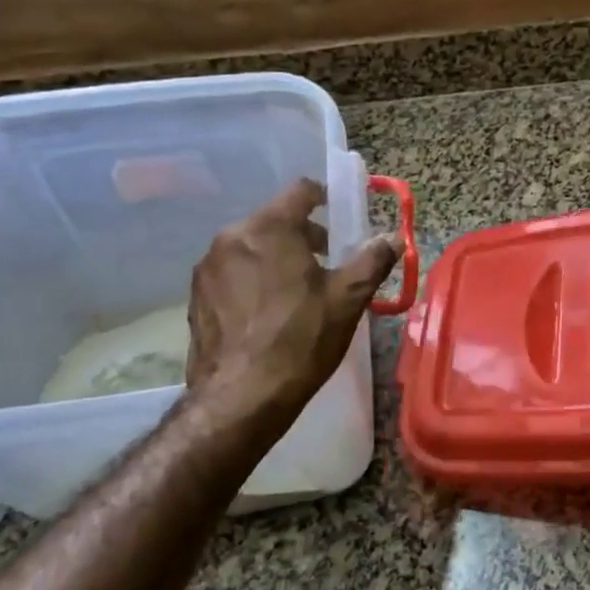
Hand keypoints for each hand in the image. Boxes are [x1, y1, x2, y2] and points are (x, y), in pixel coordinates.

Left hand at [186, 179, 399, 420]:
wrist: (241, 398)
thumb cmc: (301, 340)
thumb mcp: (348, 299)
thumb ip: (372, 261)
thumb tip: (394, 238)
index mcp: (269, 228)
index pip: (300, 191)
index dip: (324, 198)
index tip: (339, 216)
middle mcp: (231, 238)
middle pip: (273, 220)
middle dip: (302, 234)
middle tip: (326, 263)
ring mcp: (207, 268)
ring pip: (250, 247)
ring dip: (276, 257)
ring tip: (297, 292)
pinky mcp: (195, 297)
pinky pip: (231, 273)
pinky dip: (252, 280)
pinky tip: (267, 314)